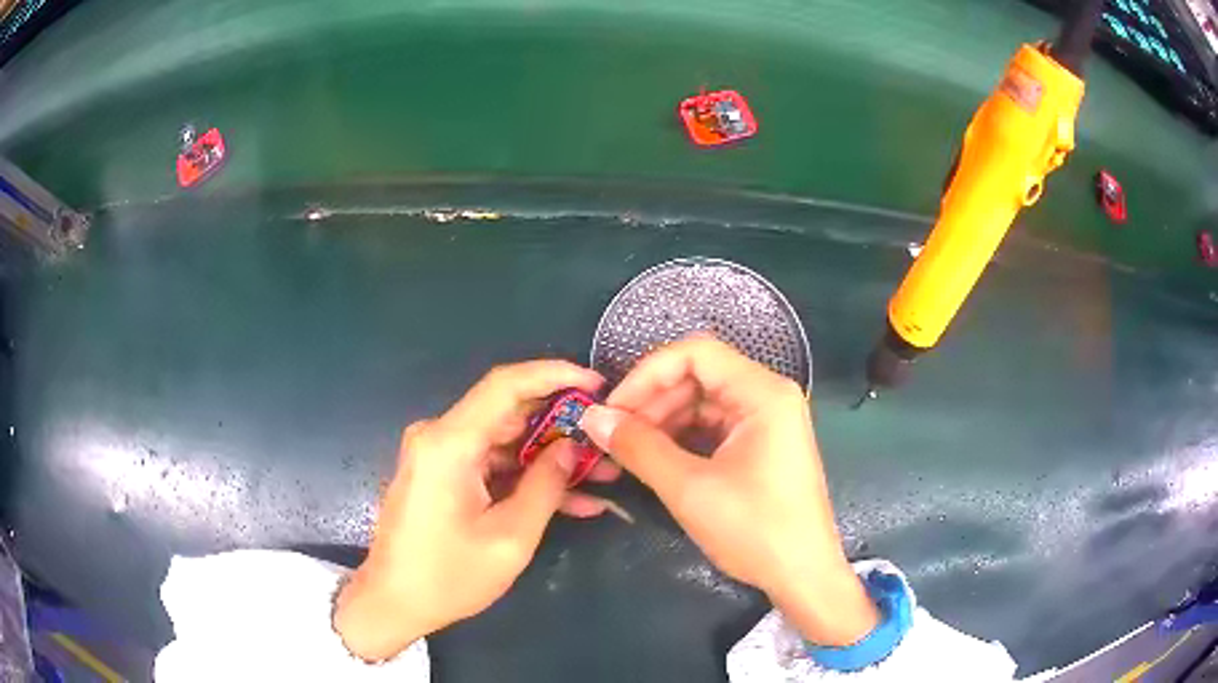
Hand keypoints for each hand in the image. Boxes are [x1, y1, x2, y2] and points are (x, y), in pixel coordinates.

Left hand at [333, 361, 619, 660]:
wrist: (393, 602)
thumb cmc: (448, 577)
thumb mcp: (510, 537)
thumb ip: (545, 485)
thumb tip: (572, 446)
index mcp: (449, 443)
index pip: (505, 384)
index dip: (555, 375)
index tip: (596, 384)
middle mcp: (440, 436)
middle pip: (509, 412)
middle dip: (562, 425)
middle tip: (607, 440)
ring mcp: (439, 455)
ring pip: (506, 441)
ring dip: (550, 457)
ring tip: (601, 475)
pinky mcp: (441, 474)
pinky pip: (491, 464)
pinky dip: (526, 477)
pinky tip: (570, 499)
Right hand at [579, 335, 877, 646]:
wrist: (803, 575)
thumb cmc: (754, 530)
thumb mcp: (689, 489)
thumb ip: (638, 447)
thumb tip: (592, 418)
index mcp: (763, 393)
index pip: (695, 353)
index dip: (647, 374)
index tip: (613, 409)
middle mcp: (768, 396)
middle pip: (698, 375)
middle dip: (652, 401)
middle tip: (614, 435)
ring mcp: (766, 421)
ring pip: (702, 401)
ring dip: (662, 420)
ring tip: (628, 450)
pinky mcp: (760, 445)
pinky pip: (713, 426)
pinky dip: (681, 437)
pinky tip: (655, 458)